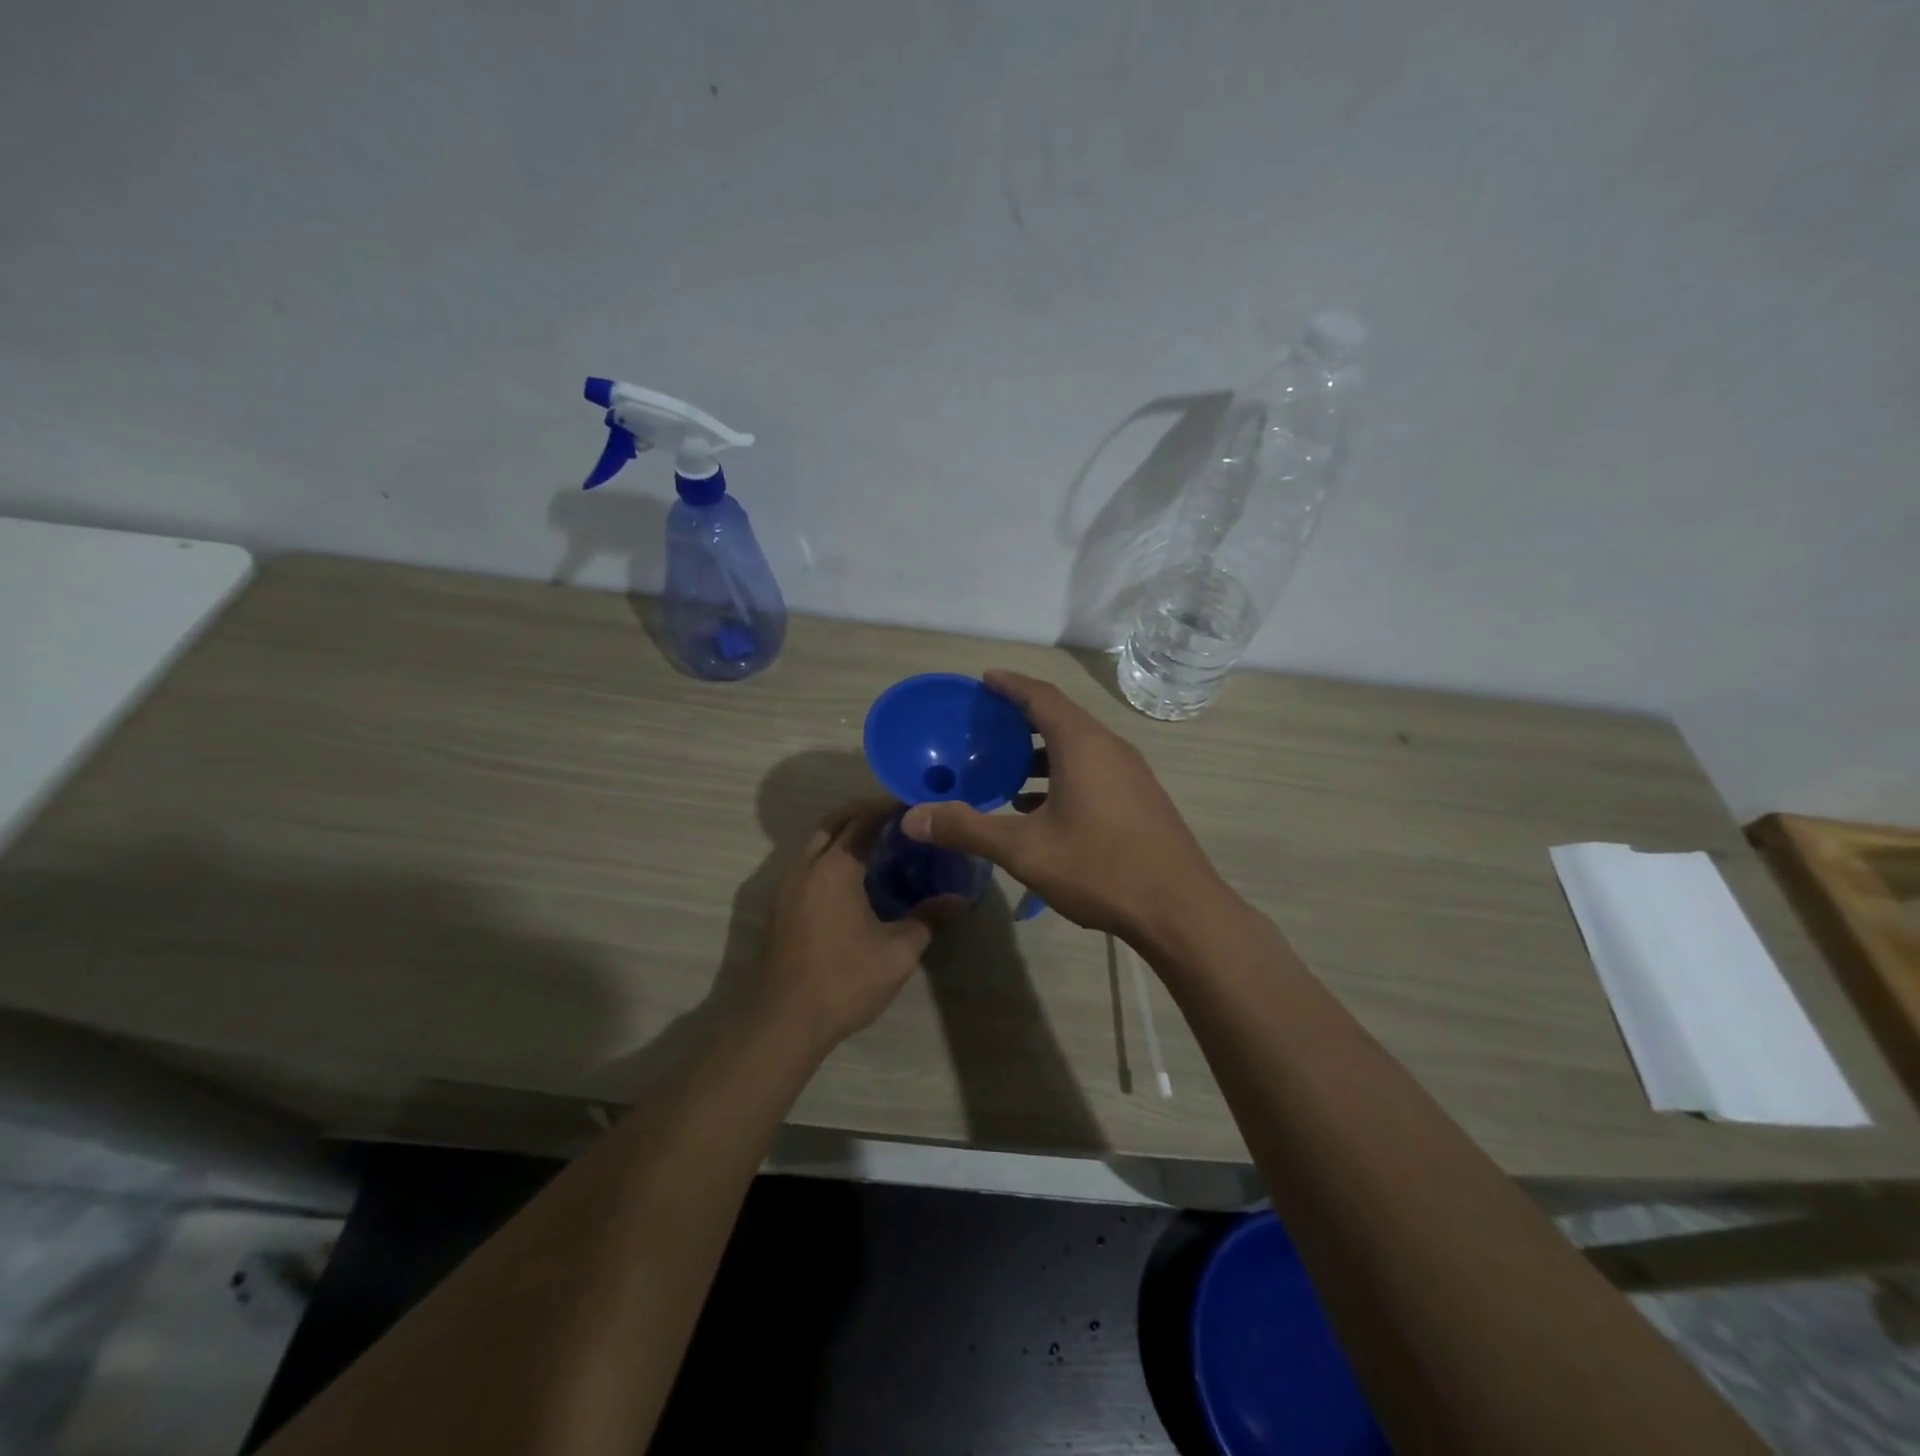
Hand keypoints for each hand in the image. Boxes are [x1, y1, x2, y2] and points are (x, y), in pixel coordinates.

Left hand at [750, 798, 954, 1051]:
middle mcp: (806, 867)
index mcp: (834, 869)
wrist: (782, 1023)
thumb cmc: (843, 982)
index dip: (889, 807)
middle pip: (834, 822)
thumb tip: (961, 899)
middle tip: (898, 819)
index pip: (863, 820)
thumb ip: (929, 919)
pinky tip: (854, 879)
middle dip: (863, 813)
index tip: (915, 805)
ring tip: (880, 845)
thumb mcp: (897, 953)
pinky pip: (808, 864)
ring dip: (844, 834)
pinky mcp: (780, 907)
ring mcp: (787, 887)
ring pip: (816, 843)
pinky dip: (830, 856)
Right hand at [900, 669, 1226, 948]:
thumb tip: (913, 818)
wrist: (1179, 909)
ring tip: (1005, 767)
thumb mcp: (1025, 850)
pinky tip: (1038, 806)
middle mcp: (1110, 748)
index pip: (1041, 696)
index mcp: (1082, 745)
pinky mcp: (1139, 798)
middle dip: (1021, 717)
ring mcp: (1130, 773)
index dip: (1010, 684)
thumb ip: (968, 829)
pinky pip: (1093, 769)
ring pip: (1078, 747)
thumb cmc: (1100, 868)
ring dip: (1041, 751)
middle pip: (1060, 717)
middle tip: (985, 724)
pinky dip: (1061, 774)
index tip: (984, 679)